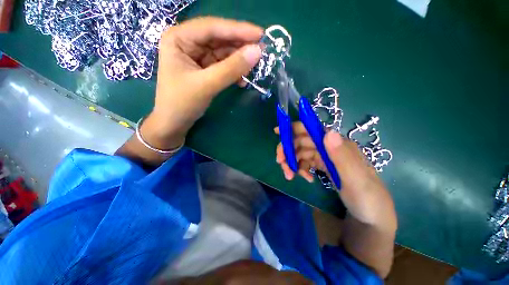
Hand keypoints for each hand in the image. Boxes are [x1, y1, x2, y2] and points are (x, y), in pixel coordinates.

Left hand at [141, 17, 262, 149]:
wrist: (175, 123)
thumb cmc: (182, 103)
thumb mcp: (207, 84)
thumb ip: (232, 68)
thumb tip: (258, 52)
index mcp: (179, 38)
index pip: (212, 28)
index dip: (238, 30)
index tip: (261, 34)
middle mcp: (188, 42)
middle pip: (219, 38)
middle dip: (240, 45)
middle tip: (263, 50)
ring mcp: (197, 56)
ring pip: (223, 52)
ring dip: (239, 60)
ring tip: (256, 66)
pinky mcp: (205, 68)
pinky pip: (223, 65)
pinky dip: (234, 71)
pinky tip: (242, 80)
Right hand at [275, 122, 395, 226]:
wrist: (371, 217)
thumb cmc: (367, 198)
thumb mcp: (356, 179)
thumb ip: (342, 156)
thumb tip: (328, 132)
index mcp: (338, 144)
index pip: (312, 130)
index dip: (294, 128)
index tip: (277, 131)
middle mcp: (330, 147)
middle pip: (302, 142)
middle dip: (288, 151)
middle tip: (280, 163)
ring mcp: (325, 157)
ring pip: (301, 153)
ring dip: (292, 162)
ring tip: (289, 176)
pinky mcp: (322, 166)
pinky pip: (305, 163)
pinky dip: (300, 169)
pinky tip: (304, 178)